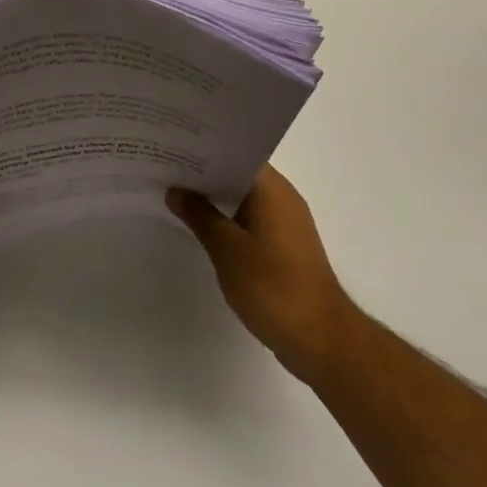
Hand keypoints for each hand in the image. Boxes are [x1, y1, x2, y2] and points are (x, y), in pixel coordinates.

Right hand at [167, 165, 357, 385]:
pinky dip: (227, 219)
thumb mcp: (227, 250)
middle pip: (238, 174)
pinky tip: (201, 227)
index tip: (173, 145)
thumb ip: (199, 216)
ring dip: (214, 198)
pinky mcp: (284, 248)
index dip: (204, 148)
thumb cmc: (273, 287)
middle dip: (204, 173)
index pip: (235, 153)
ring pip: (243, 198)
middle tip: (165, 168)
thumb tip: (176, 190)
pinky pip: (249, 220)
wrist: (321, 340)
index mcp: (272, 189)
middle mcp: (282, 198)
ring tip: (175, 194)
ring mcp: (285, 224)